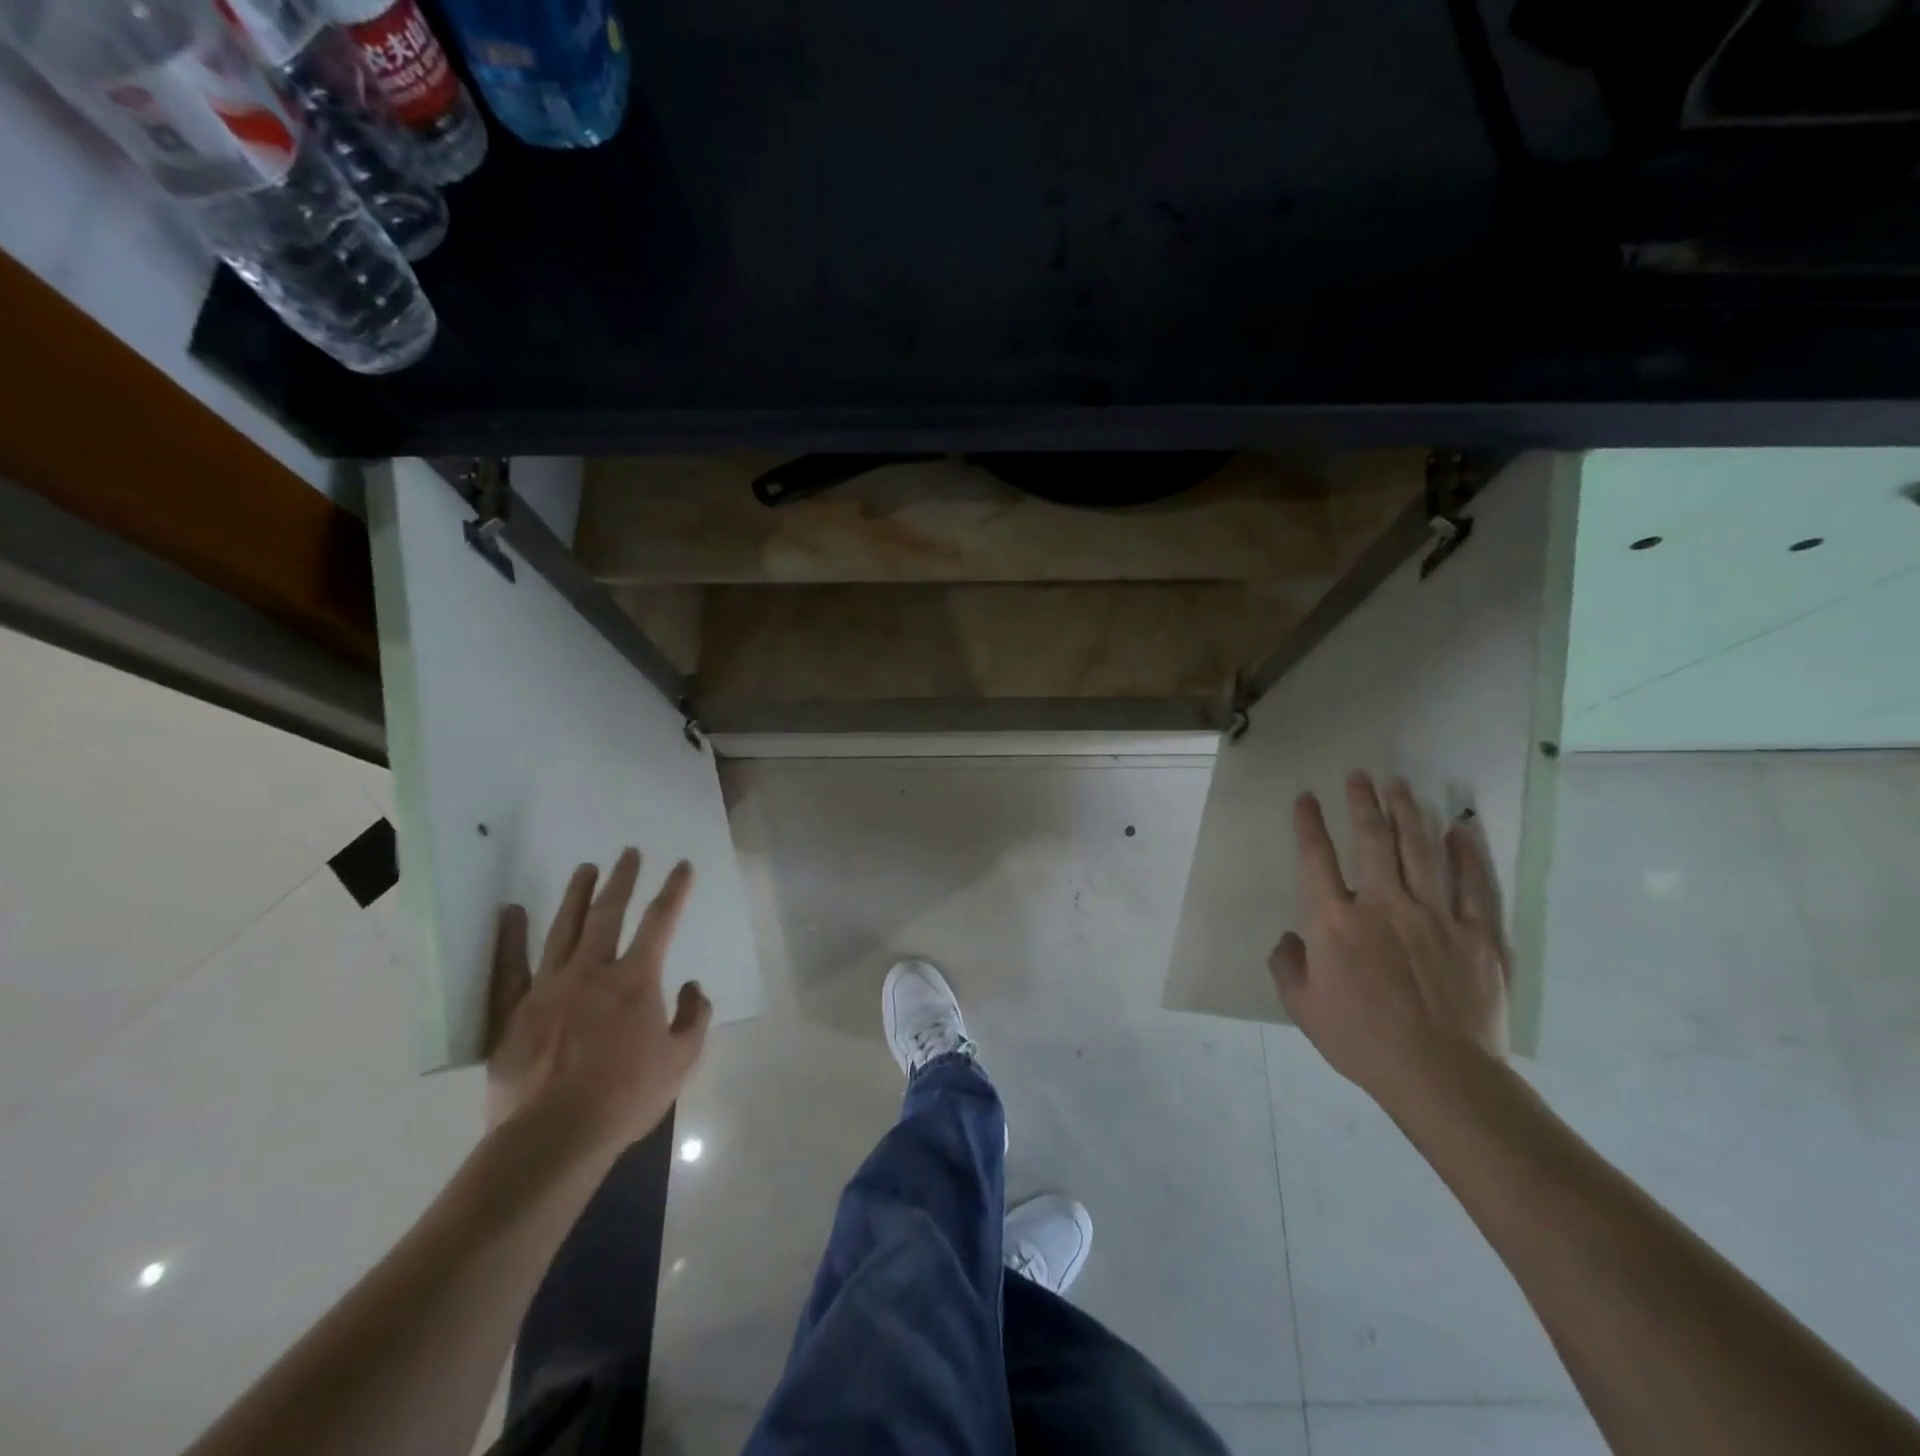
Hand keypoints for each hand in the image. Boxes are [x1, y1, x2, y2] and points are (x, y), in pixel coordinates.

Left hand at [485, 848, 711, 1161]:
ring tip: (586, 868)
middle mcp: (592, 972)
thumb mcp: (681, 1060)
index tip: (682, 867)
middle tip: (629, 853)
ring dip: (577, 895)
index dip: (674, 891)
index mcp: (635, 981)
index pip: (660, 922)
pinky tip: (511, 912)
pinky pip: (510, 966)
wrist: (554, 1136)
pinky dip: (510, 936)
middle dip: (623, 879)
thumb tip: (694, 988)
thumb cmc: (625, 1097)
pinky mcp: (514, 1011)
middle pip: (609, 913)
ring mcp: (548, 988)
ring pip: (564, 929)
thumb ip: (694, 1018)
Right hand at [1268, 771, 1509, 1105]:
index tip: (1305, 796)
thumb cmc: (1361, 1040)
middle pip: (1371, 839)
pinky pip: (1473, 883)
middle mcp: (1382, 905)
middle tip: (1359, 776)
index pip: (1316, 857)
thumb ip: (1287, 965)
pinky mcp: (1476, 934)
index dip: (1308, 823)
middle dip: (1362, 802)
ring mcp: (1434, 915)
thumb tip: (1290, 939)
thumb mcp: (1302, 1007)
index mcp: (1334, 922)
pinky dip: (1467, 852)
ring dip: (1408, 812)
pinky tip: (1460, 828)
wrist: (1440, 1075)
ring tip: (1400, 785)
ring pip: (1420, 849)